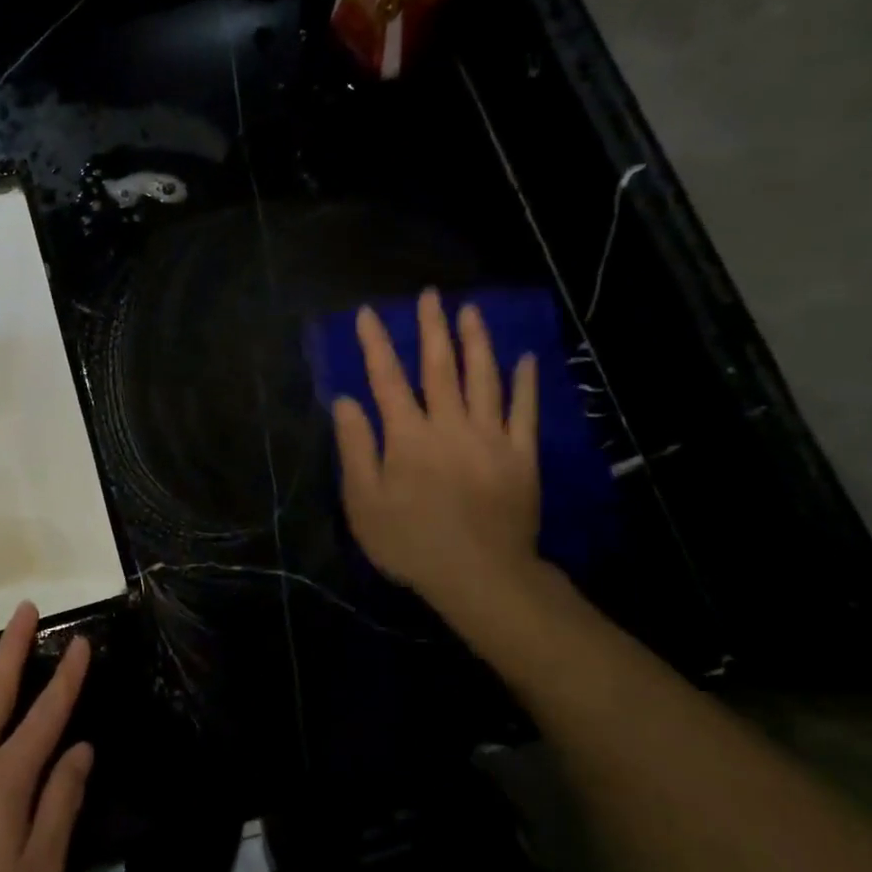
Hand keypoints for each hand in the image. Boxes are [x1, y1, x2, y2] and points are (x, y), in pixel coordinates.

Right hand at [332, 290, 543, 628]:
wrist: (481, 576)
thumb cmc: (411, 542)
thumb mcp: (364, 502)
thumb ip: (356, 448)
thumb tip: (346, 401)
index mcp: (408, 437)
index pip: (387, 379)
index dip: (376, 344)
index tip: (369, 313)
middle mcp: (449, 425)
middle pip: (439, 367)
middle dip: (432, 329)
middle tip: (430, 295)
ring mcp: (491, 437)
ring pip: (484, 378)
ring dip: (476, 342)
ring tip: (470, 311)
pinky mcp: (521, 455)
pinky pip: (524, 410)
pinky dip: (525, 382)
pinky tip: (524, 358)